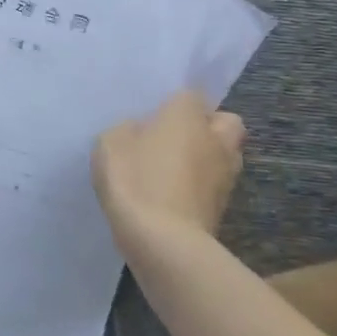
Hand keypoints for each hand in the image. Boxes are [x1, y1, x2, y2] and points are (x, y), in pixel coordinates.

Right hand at [92, 90, 245, 253]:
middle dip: (207, 126)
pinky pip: (214, 184)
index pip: (190, 94)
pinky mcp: (223, 207)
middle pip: (224, 121)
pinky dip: (200, 186)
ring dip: (208, 157)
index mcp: (188, 116)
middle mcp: (215, 139)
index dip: (173, 104)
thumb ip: (127, 130)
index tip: (154, 115)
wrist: (163, 241)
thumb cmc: (135, 180)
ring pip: (225, 154)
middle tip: (175, 137)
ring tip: (174, 168)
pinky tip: (173, 194)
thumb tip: (140, 132)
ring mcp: (225, 175)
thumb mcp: (110, 143)